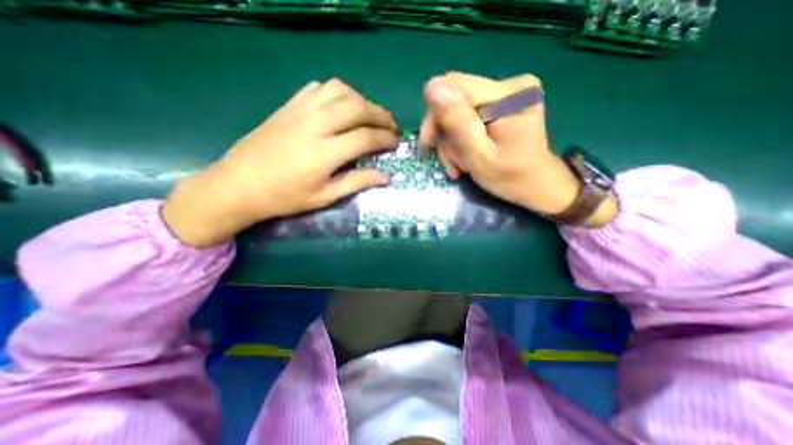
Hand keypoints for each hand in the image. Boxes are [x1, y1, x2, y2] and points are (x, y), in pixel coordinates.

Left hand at [160, 78, 395, 246]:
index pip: (365, 137)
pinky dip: (338, 92)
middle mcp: (315, 125)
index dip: (385, 138)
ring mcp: (300, 111)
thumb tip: (385, 177)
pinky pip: (320, 88)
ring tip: (369, 115)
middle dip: (380, 115)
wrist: (238, 184)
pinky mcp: (289, 105)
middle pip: (357, 108)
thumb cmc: (284, 197)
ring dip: (361, 100)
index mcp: (325, 153)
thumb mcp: (324, 197)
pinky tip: (342, 106)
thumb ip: (356, 182)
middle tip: (391, 125)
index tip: (396, 142)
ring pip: (340, 91)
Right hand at [417, 73, 615, 225]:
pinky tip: (465, 157)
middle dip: (445, 134)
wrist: (537, 185)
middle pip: (455, 100)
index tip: (429, 144)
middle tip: (449, 163)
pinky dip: (462, 139)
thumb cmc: (511, 178)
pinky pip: (469, 117)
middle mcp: (510, 85)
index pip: (453, 88)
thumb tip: (431, 88)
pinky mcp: (503, 104)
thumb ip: (458, 123)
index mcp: (508, 95)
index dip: (435, 115)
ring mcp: (507, 94)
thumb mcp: (480, 156)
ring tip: (459, 166)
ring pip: (459, 112)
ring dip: (453, 142)